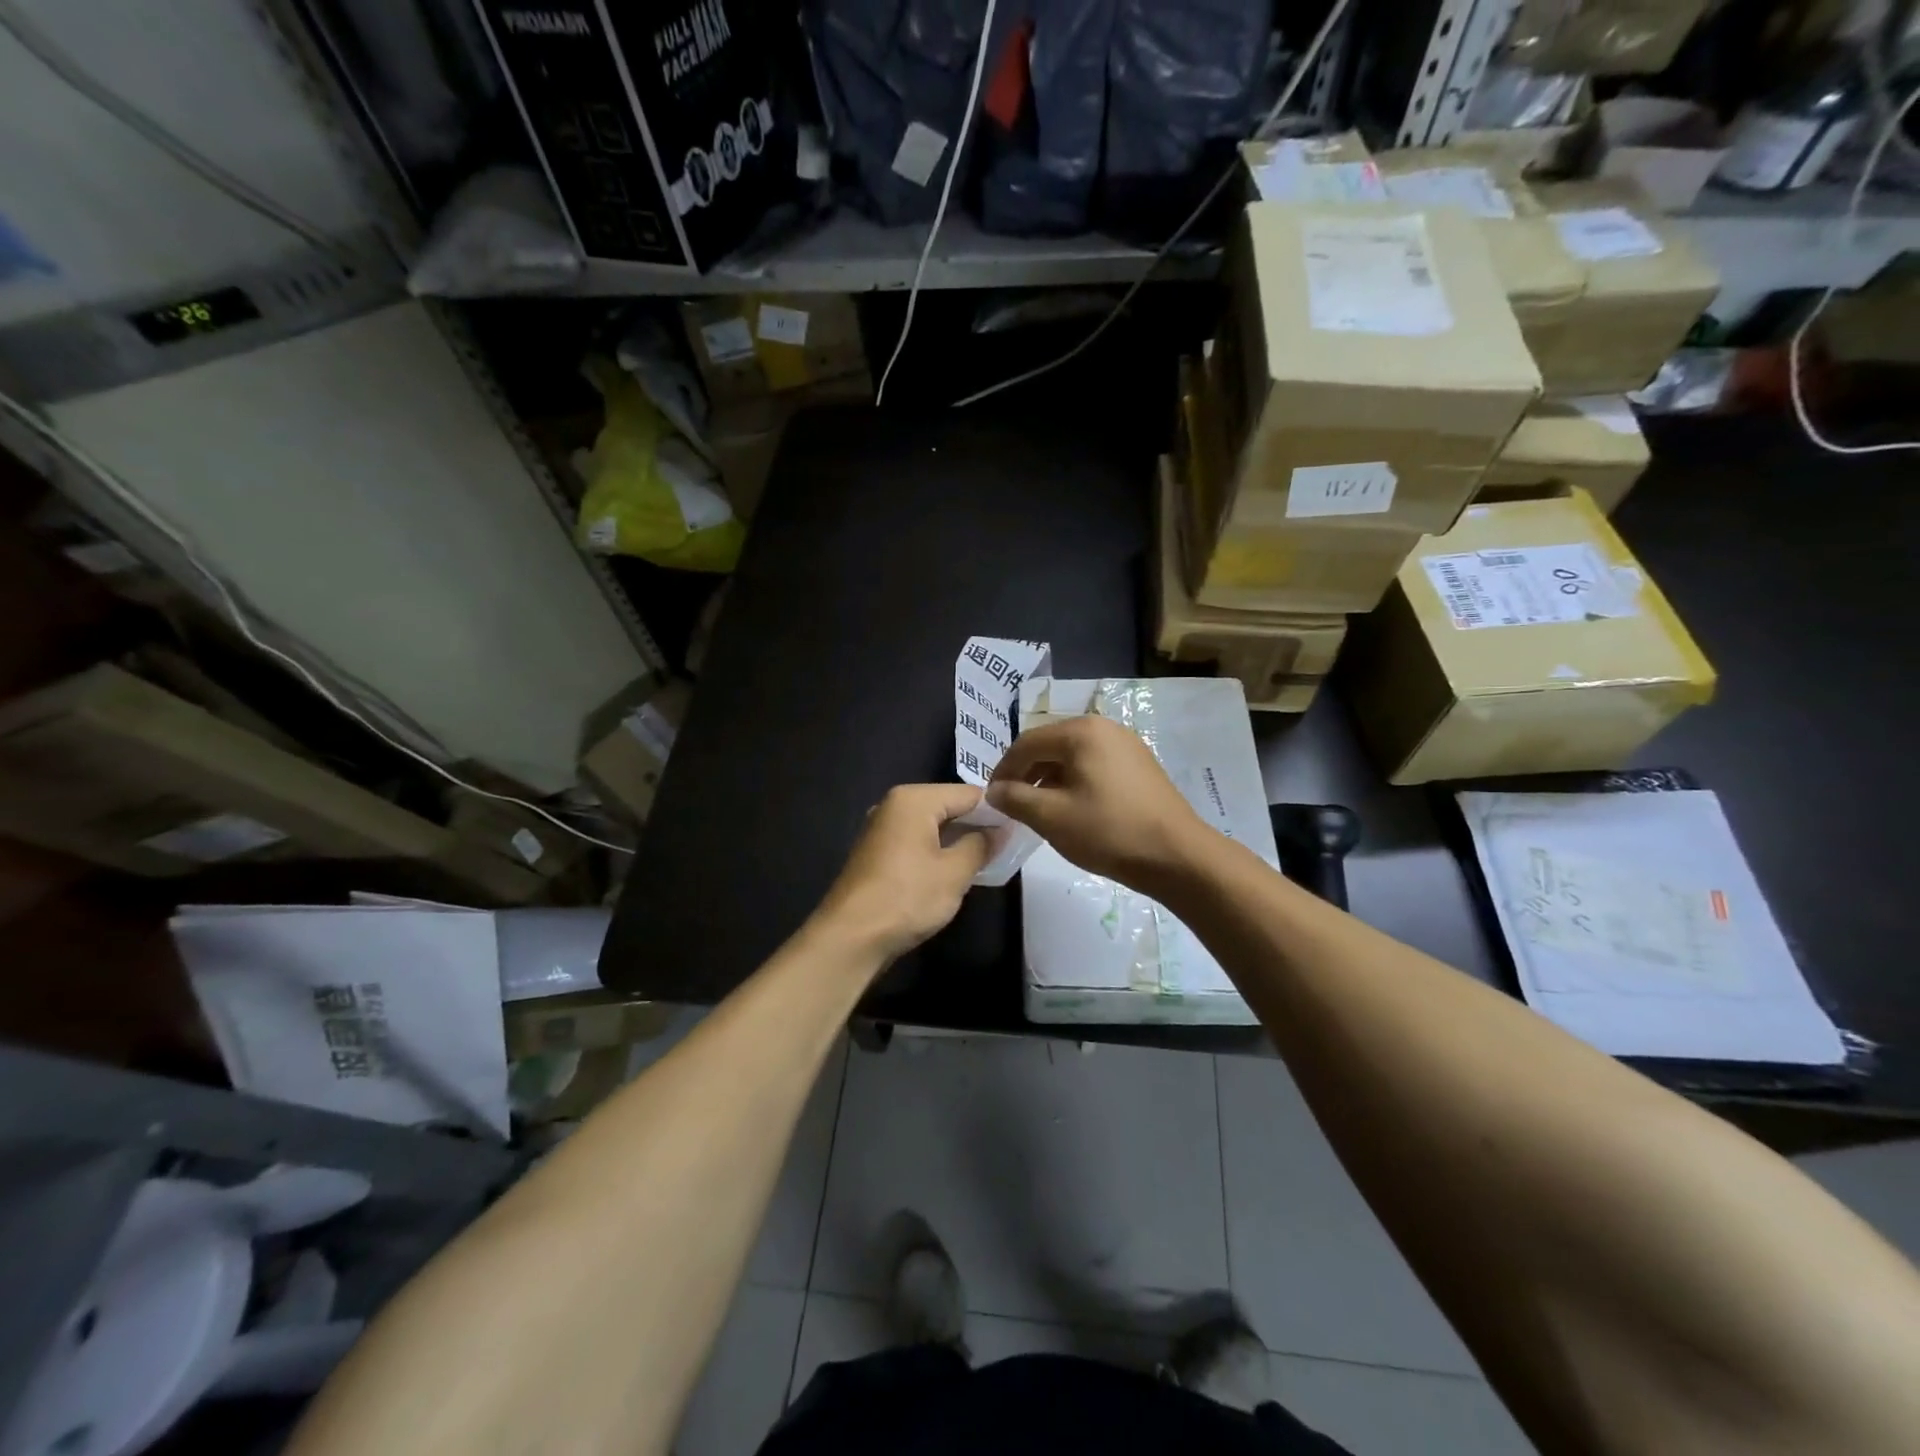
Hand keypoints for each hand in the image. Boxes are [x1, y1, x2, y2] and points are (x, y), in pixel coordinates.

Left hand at [813, 784, 993, 960]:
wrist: (850, 937)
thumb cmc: (907, 897)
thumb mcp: (955, 872)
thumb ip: (981, 845)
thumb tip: (1000, 830)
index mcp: (913, 799)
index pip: (967, 793)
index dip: (996, 810)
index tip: (1019, 829)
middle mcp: (894, 805)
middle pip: (947, 806)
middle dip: (976, 825)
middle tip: (1007, 847)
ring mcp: (881, 829)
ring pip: (931, 826)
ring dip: (956, 840)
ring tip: (985, 860)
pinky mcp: (876, 853)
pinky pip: (915, 842)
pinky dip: (936, 852)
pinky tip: (952, 872)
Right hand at [986, 716, 1205, 894]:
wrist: (1177, 855)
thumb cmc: (1108, 831)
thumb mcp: (1051, 817)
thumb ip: (1015, 799)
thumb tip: (994, 791)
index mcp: (1081, 732)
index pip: (1026, 743)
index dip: (1003, 770)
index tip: (992, 798)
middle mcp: (1104, 728)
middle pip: (1050, 745)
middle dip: (1027, 773)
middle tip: (1013, 804)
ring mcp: (1126, 744)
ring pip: (1072, 756)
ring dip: (1049, 779)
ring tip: (1039, 810)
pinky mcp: (1139, 764)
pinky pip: (1094, 765)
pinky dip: (1074, 782)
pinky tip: (1072, 808)